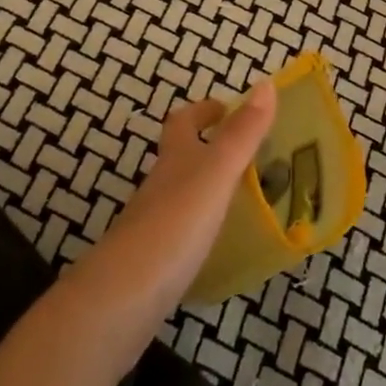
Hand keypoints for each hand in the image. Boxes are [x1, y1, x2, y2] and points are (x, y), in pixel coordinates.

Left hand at [65, 80, 276, 366]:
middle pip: (180, 158)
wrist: (119, 302)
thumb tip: (266, 83)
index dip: (204, 111)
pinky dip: (204, 229)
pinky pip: (182, 234)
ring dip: (210, 190)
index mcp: (175, 161)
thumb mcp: (216, 173)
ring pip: (182, 197)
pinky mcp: (153, 265)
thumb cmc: (173, 227)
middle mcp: (160, 188)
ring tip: (248, 198)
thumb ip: (242, 133)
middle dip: (209, 149)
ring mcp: (153, 227)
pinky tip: (223, 245)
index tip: (229, 108)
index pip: (183, 122)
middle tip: (250, 154)